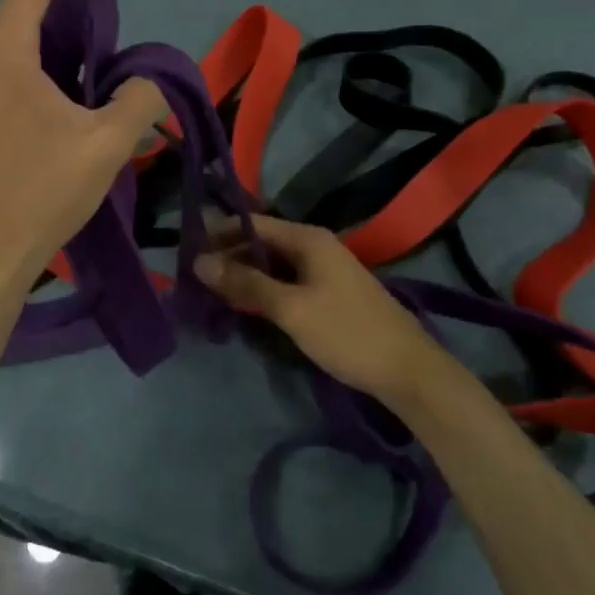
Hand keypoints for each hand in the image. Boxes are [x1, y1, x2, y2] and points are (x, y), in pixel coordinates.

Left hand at [0, 0, 167, 290]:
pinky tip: (87, 62)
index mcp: (4, 50)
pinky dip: (58, 44)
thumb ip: (140, 96)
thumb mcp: (106, 143)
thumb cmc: (41, 194)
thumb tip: (148, 81)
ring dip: (68, 11)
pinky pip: (24, 56)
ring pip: (26, 26)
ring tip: (112, 10)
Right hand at [194, 215, 446, 412]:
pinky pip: (286, 282)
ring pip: (272, 265)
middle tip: (193, 280)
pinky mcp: (327, 294)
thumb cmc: (346, 332)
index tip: (186, 252)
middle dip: (228, 257)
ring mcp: (323, 270)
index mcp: (308, 238)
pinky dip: (263, 290)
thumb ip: (245, 282)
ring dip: (244, 276)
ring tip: (210, 294)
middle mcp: (315, 246)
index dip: (219, 234)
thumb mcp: (290, 308)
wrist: (407, 371)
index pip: (252, 224)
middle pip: (261, 243)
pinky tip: (244, 307)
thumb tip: (199, 261)